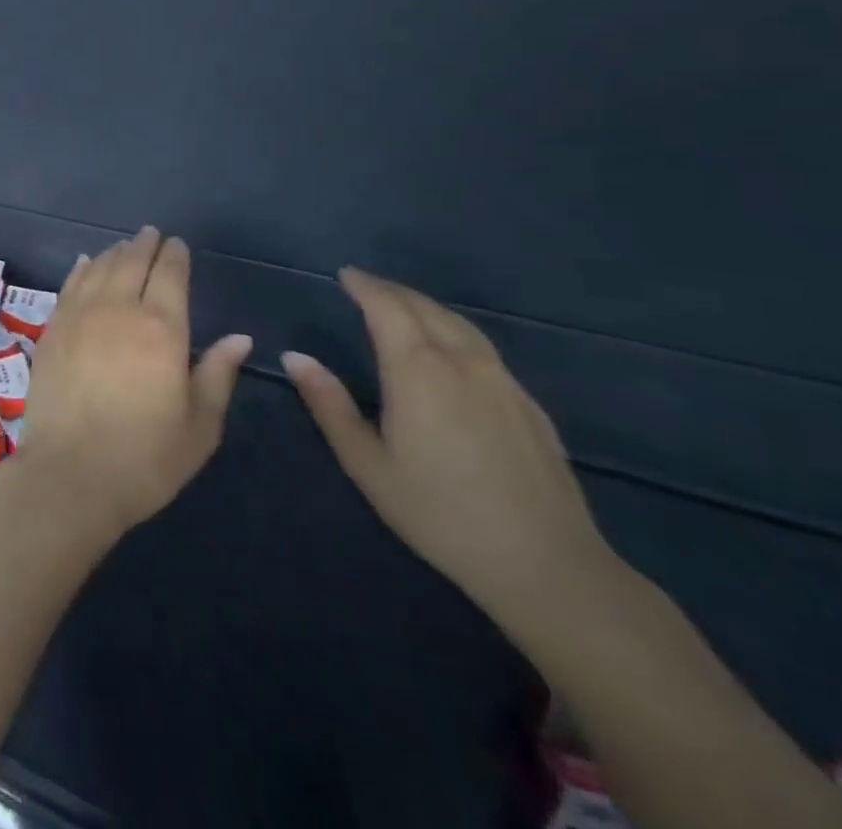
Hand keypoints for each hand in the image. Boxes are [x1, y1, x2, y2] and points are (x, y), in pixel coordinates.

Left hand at [15, 226, 252, 541]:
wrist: (71, 473)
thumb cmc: (145, 457)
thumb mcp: (199, 426)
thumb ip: (218, 374)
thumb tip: (239, 338)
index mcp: (161, 329)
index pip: (169, 275)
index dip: (174, 256)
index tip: (178, 245)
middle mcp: (118, 310)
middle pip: (131, 263)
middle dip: (144, 246)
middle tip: (152, 235)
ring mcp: (79, 316)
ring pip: (99, 269)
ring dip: (114, 254)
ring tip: (125, 247)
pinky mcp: (52, 329)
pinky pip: (69, 286)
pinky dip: (81, 269)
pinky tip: (87, 263)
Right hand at [282, 267, 615, 633]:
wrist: (547, 566)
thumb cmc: (440, 512)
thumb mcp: (367, 463)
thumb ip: (329, 404)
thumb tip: (294, 356)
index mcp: (418, 371)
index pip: (388, 308)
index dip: (365, 286)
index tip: (345, 274)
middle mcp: (463, 364)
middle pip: (426, 309)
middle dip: (392, 291)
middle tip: (365, 285)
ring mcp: (503, 382)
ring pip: (460, 325)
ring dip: (425, 307)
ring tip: (402, 307)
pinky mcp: (529, 405)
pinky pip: (484, 348)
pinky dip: (454, 331)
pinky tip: (449, 350)